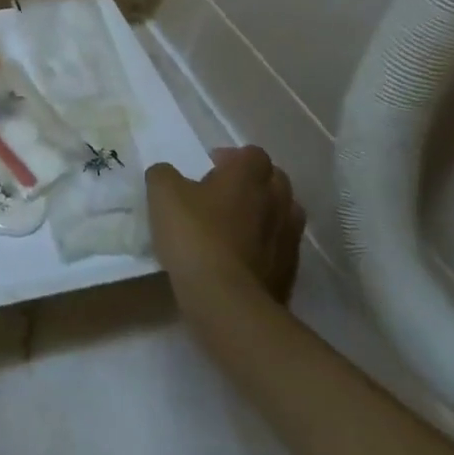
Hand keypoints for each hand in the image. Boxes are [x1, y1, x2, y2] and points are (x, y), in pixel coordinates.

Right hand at [147, 146, 305, 310]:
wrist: (227, 300)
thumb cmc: (194, 235)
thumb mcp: (162, 194)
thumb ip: (164, 174)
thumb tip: (169, 175)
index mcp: (249, 176)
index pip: (252, 154)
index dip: (232, 157)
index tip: (209, 168)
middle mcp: (277, 201)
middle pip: (275, 180)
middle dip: (253, 182)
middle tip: (222, 194)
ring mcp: (289, 238)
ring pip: (283, 214)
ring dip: (263, 214)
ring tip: (235, 225)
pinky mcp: (290, 271)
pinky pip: (280, 247)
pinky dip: (265, 246)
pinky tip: (240, 256)